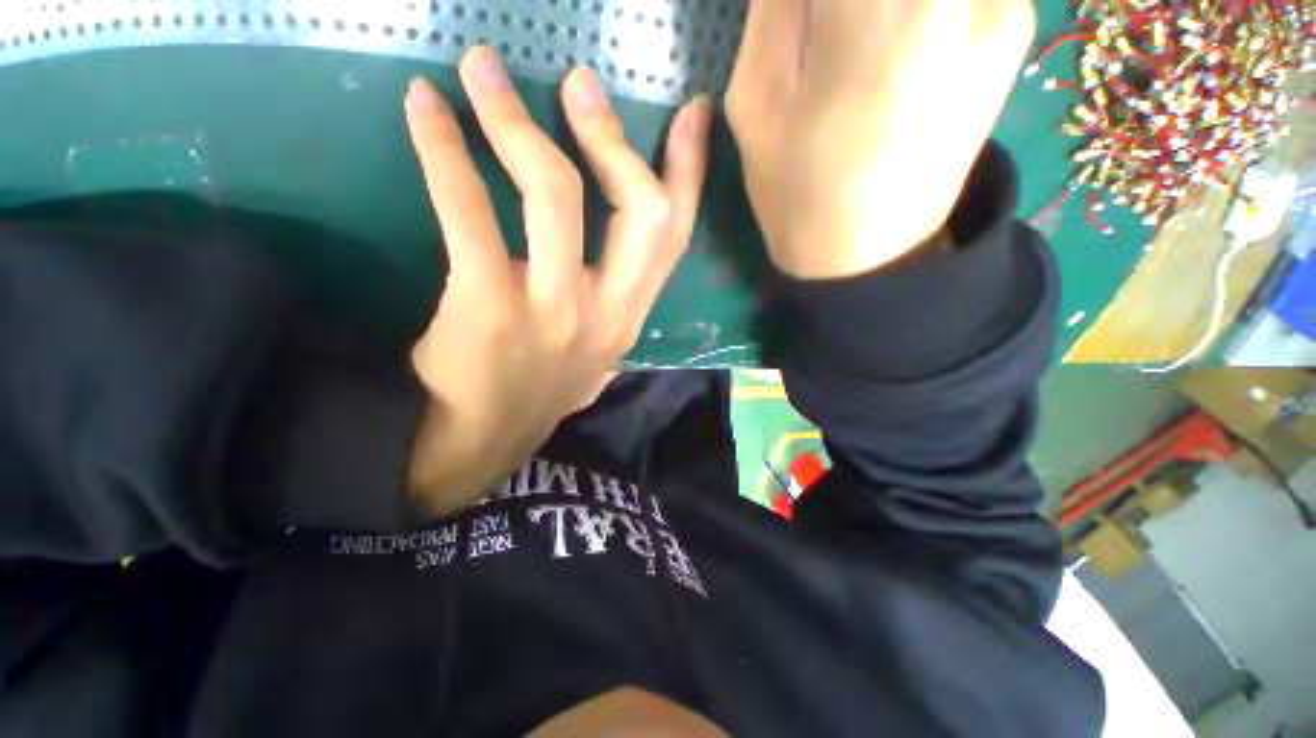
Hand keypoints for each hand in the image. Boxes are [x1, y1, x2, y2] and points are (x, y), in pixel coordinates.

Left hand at [404, 47, 710, 514]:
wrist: (487, 439)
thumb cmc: (544, 390)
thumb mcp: (600, 352)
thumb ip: (618, 305)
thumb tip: (619, 256)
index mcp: (631, 315)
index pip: (675, 237)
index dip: (690, 173)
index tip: (691, 111)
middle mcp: (606, 309)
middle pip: (637, 209)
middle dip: (613, 139)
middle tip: (578, 82)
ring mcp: (551, 308)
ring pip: (552, 192)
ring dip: (515, 121)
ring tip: (482, 73)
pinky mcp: (489, 304)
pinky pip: (470, 210)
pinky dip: (444, 149)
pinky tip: (425, 109)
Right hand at [726, 0, 1034, 278]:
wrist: (871, 258)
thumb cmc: (799, 194)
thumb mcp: (756, 103)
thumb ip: (777, 3)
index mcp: (880, 14)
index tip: (799, 6)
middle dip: (839, 1)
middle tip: (821, 17)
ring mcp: (1001, 1)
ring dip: (868, 5)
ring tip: (847, 32)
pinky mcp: (1014, 19)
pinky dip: (909, 3)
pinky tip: (887, 25)